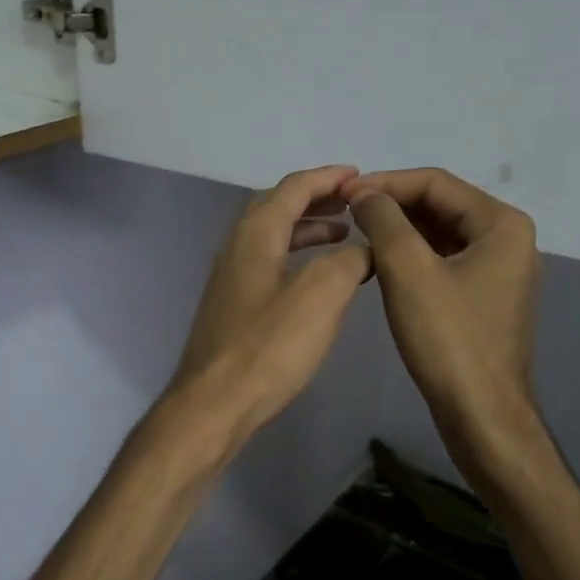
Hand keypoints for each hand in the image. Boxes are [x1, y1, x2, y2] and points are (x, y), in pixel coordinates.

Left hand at [166, 165, 371, 445]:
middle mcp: (237, 248)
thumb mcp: (321, 294)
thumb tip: (364, 248)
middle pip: (277, 207)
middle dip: (316, 199)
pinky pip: (269, 265)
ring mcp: (231, 279)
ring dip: (307, 230)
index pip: (293, 188)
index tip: (359, 175)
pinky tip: (316, 280)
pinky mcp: (233, 308)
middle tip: (354, 203)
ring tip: (344, 236)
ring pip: (272, 238)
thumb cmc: (268, 346)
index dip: (328, 178)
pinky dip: (297, 258)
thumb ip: (348, 260)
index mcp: (255, 234)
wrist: (215, 404)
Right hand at [345, 168, 540, 456]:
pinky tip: (381, 264)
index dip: (386, 182)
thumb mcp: (408, 271)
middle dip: (393, 205)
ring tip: (358, 234)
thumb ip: (384, 221)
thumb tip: (363, 193)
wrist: (480, 414)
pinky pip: (445, 261)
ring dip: (400, 231)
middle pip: (441, 205)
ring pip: (441, 234)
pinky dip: (413, 256)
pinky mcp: (485, 298)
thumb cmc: (448, 338)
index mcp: (502, 224)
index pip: (436, 183)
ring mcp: (500, 271)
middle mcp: (508, 239)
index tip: (343, 193)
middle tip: (346, 213)